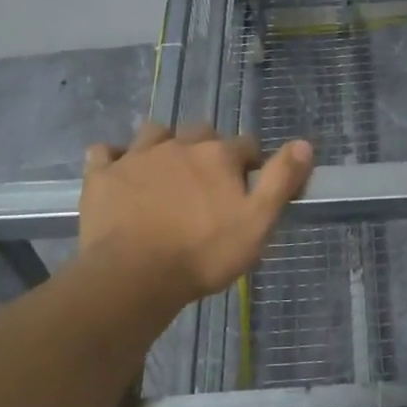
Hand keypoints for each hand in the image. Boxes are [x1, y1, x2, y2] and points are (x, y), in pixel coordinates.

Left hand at [79, 123, 314, 309]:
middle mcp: (179, 146)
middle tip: (208, 179)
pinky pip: (104, 152)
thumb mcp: (258, 223)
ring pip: (154, 132)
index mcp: (218, 156)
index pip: (245, 145)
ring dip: (163, 143)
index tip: (249, 183)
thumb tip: (305, 143)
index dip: (250, 161)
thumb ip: (281, 180)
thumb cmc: (204, 253)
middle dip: (208, 147)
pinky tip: (118, 171)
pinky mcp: (102, 176)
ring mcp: (137, 157)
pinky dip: (113, 157)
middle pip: (200, 132)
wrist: (134, 275)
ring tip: (165, 168)